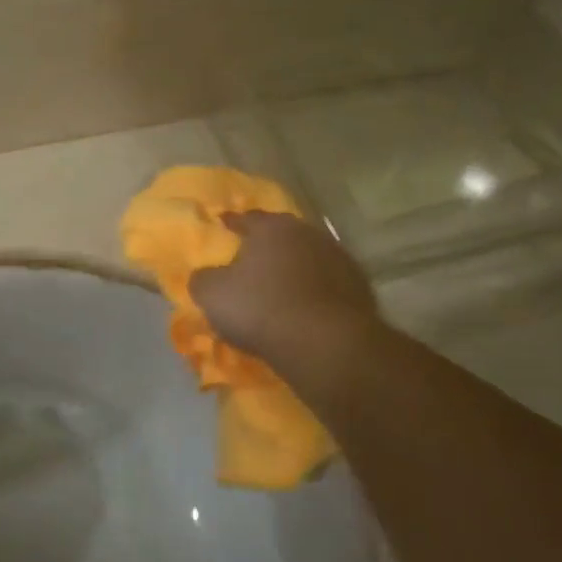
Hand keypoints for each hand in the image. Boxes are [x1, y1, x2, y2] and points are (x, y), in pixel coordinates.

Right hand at [189, 213, 383, 371]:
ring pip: (307, 257)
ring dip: (293, 268)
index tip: (223, 225)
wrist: (325, 343)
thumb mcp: (212, 294)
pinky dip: (314, 291)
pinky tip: (304, 308)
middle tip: (251, 258)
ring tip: (279, 286)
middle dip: (266, 245)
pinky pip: (326, 284)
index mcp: (272, 228)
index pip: (246, 218)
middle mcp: (308, 233)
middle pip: (281, 234)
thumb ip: (202, 278)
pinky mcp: (359, 288)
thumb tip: (204, 275)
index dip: (232, 223)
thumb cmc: (260, 308)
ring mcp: (339, 259)